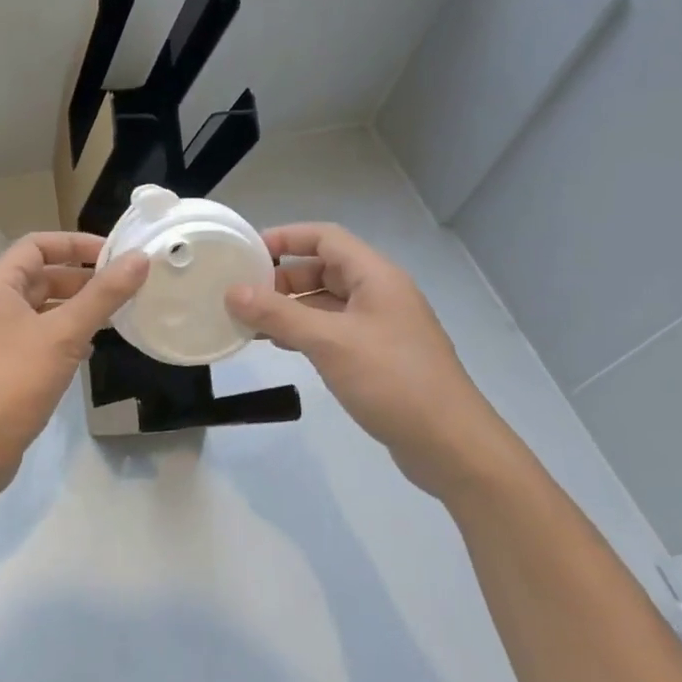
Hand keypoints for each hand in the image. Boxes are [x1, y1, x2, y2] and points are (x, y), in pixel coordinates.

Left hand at [0, 232, 148, 499]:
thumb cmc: (15, 381)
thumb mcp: (64, 334)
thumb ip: (103, 296)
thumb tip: (139, 259)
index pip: (38, 245)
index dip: (76, 244)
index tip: (115, 254)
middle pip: (42, 275)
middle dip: (82, 278)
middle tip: (124, 287)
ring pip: (43, 308)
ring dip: (77, 307)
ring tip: (116, 315)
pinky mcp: (7, 364)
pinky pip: (41, 335)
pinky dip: (66, 334)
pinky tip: (92, 349)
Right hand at [225, 223, 502, 496]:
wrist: (449, 444)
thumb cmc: (391, 381)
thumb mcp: (329, 342)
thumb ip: (278, 315)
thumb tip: (232, 292)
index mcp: (375, 277)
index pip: (325, 237)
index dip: (286, 237)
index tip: (246, 252)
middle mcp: (379, 294)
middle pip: (323, 268)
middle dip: (282, 277)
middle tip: (242, 293)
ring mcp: (379, 327)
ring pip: (325, 302)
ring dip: (289, 307)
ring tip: (249, 320)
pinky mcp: (376, 357)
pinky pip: (332, 330)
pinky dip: (303, 331)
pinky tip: (278, 345)